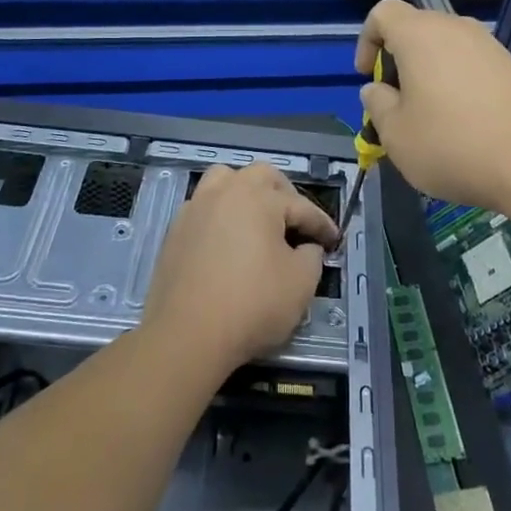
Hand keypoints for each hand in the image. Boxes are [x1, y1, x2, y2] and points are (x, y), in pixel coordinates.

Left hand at [142, 163, 338, 376]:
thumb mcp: (300, 285)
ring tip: (257, 217)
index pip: (301, 206)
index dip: (322, 225)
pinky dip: (221, 212)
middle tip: (296, 222)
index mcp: (260, 198)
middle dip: (285, 194)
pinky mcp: (175, 229)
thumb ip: (312, 256)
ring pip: (225, 179)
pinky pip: (204, 205)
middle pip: (262, 176)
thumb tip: (307, 246)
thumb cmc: (251, 305)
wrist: (186, 334)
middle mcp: (227, 191)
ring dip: (246, 191)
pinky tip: (227, 237)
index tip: (334, 240)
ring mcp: (197, 207)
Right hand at [356, 0, 510, 212]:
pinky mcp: (510, 65)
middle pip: (415, 28)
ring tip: (431, 116)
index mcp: (419, 34)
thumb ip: (377, 104)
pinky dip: (457, 81)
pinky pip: (470, 62)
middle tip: (397, 103)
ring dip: (429, 72)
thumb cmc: (451, 145)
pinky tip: (464, 121)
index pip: (383, 12)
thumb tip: (378, 89)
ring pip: (444, 46)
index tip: (369, 77)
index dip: (367, 40)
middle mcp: (455, 27)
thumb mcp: (395, 135)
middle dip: (398, 60)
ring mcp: (488, 44)